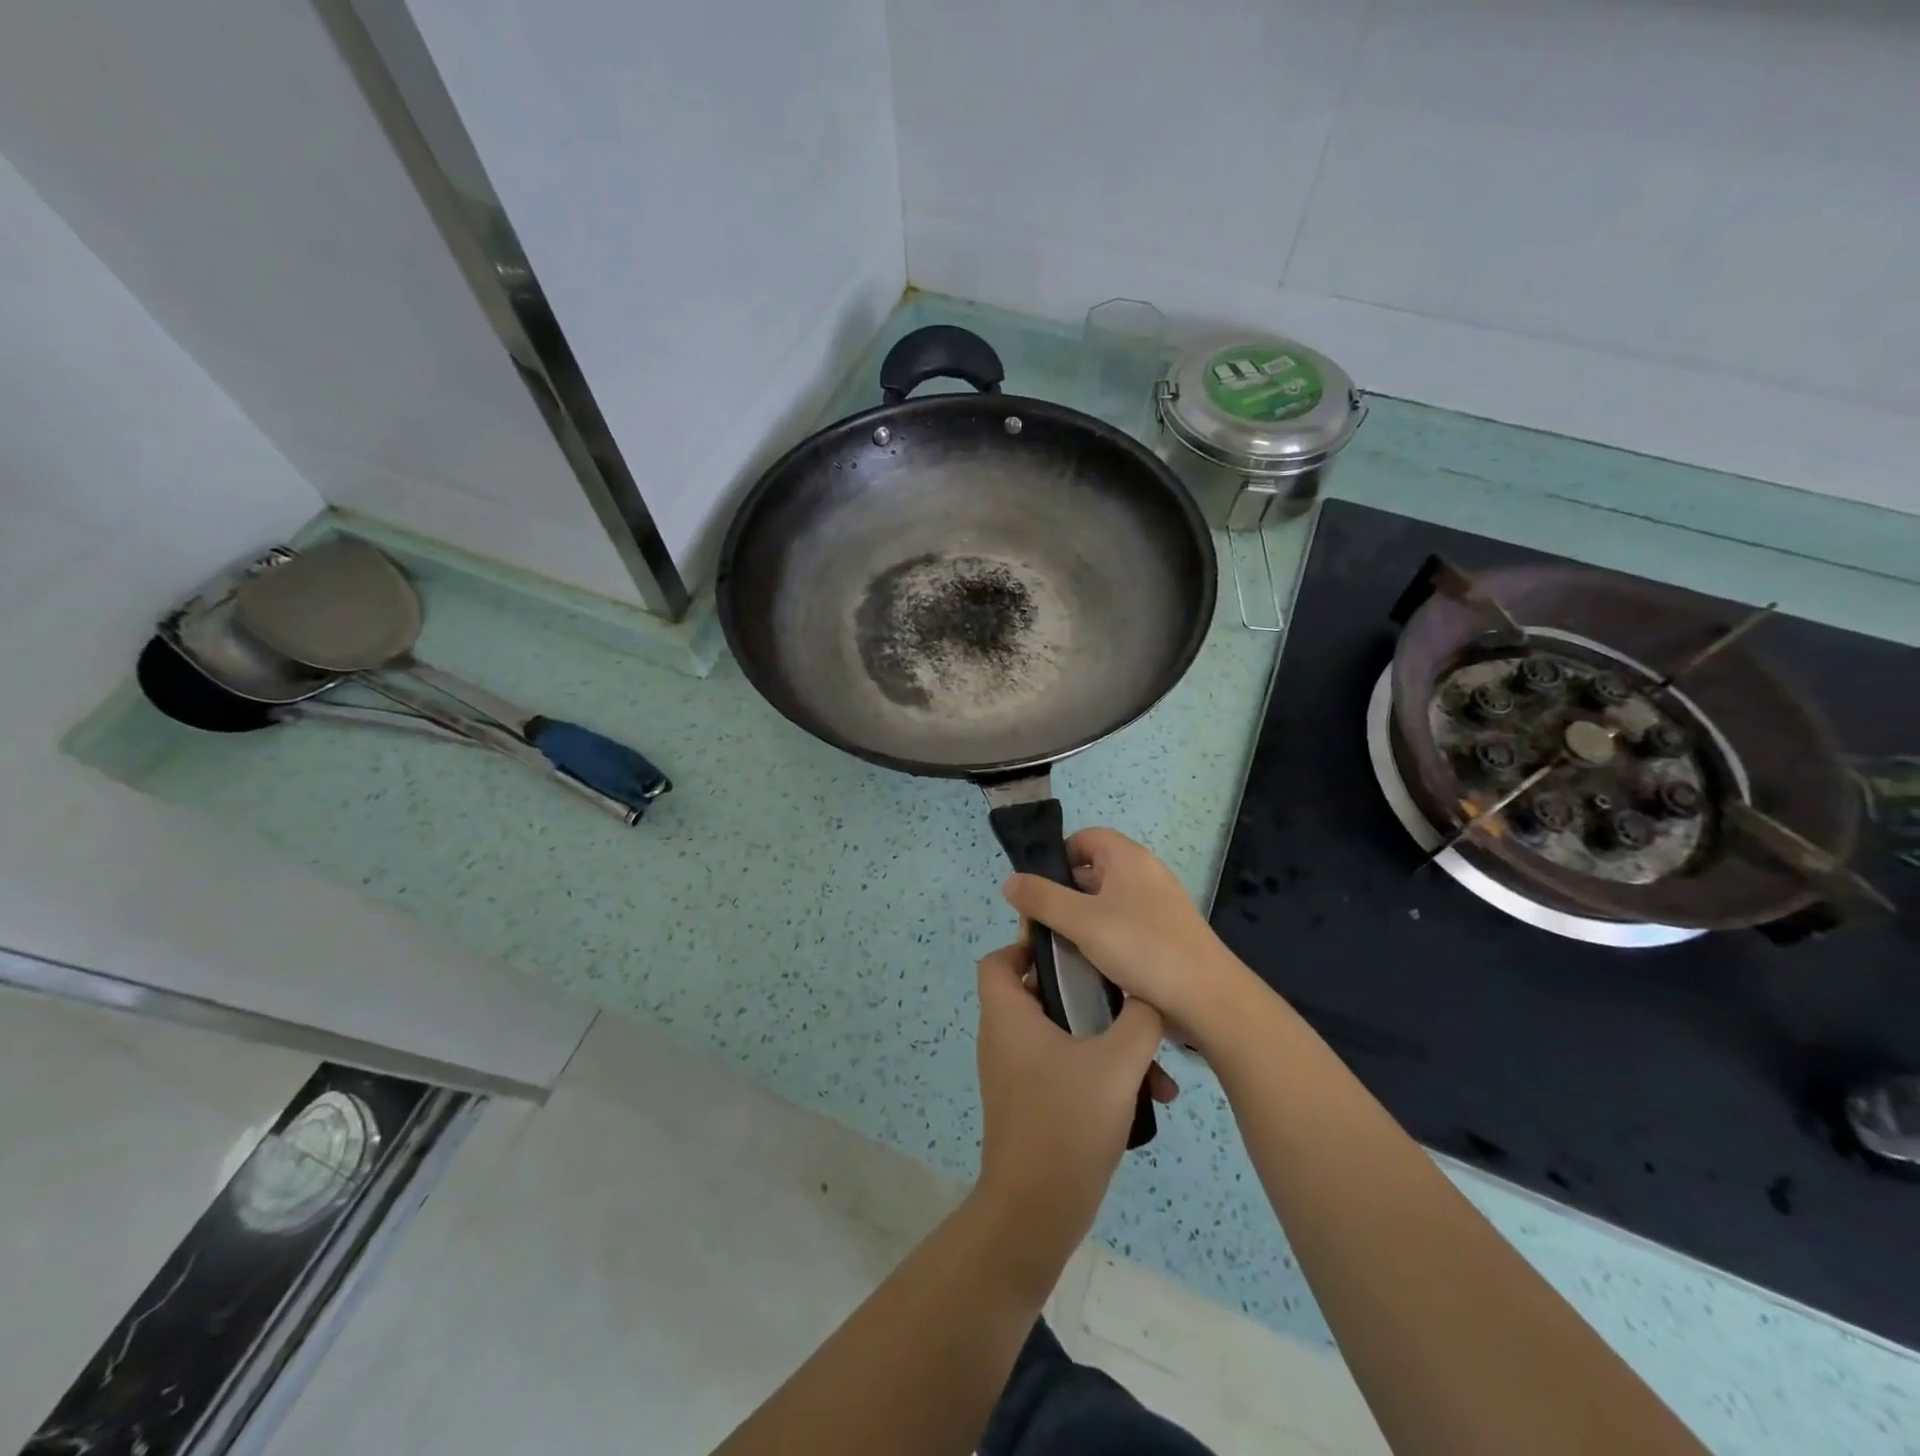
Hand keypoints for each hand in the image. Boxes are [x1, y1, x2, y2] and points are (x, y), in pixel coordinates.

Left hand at [972, 942, 1175, 1284]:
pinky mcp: (1032, 1104)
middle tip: (1127, 995)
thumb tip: (1150, 995)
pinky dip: (1099, 1072)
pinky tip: (1146, 1096)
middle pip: (1040, 992)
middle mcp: (1005, 1038)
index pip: (1000, 959)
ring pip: (1062, 1035)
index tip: (1077, 949)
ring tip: (1155, 1062)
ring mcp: (1017, 1074)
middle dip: (1088, 994)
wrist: (1036, 1213)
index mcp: (1009, 1015)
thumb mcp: (1116, 1063)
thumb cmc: (1066, 1123)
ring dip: (1106, 1041)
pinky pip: (1065, 1068)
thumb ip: (1139, 1019)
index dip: (1030, 944)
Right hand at [1002, 827, 1249, 1046]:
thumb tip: (1010, 880)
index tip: (1037, 891)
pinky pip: (1121, 927)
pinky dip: (1101, 940)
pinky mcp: (1163, 936)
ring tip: (1059, 951)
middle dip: (1061, 896)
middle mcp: (1144, 874)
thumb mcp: (1082, 921)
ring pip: (1104, 903)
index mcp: (1129, 858)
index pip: (1084, 838)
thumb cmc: (1143, 948)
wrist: (1208, 1001)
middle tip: (1040, 928)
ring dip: (1079, 923)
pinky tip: (1088, 967)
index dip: (1056, 857)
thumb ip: (1042, 898)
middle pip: (1091, 871)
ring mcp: (1156, 907)